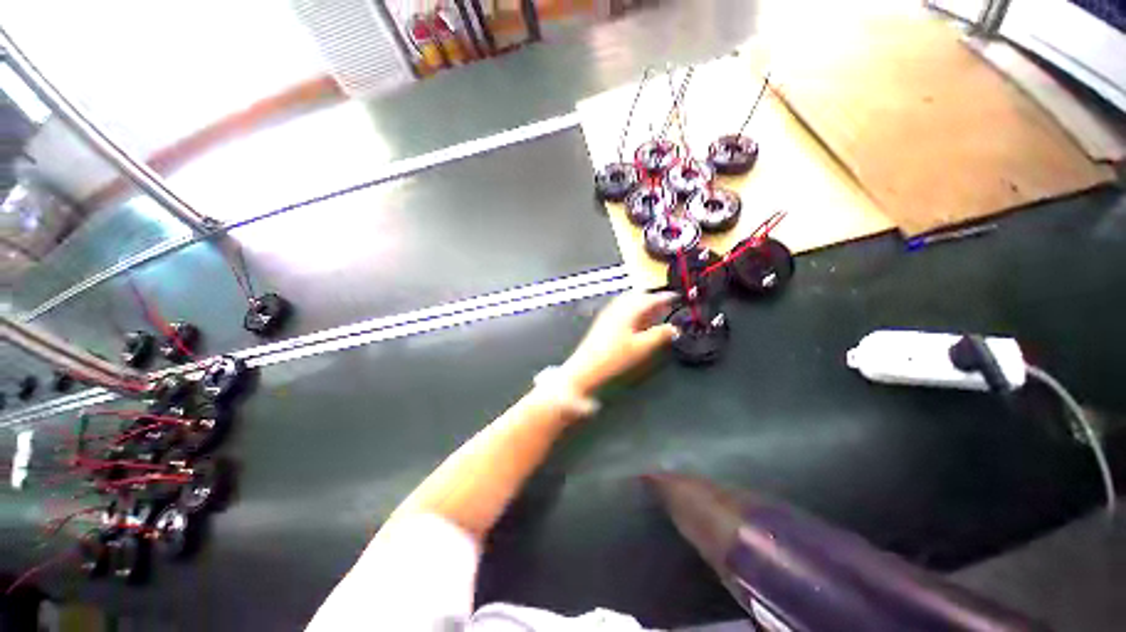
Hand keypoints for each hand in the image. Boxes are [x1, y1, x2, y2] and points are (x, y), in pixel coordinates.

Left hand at [560, 292, 678, 396]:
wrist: (586, 368)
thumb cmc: (614, 357)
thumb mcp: (642, 347)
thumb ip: (660, 335)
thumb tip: (674, 328)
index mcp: (628, 310)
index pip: (650, 298)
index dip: (665, 297)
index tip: (677, 297)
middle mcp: (617, 307)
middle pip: (639, 297)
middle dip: (654, 300)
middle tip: (666, 306)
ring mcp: (608, 313)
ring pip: (630, 302)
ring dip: (643, 305)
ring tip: (654, 314)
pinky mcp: (603, 321)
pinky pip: (622, 309)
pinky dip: (634, 311)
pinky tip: (637, 322)